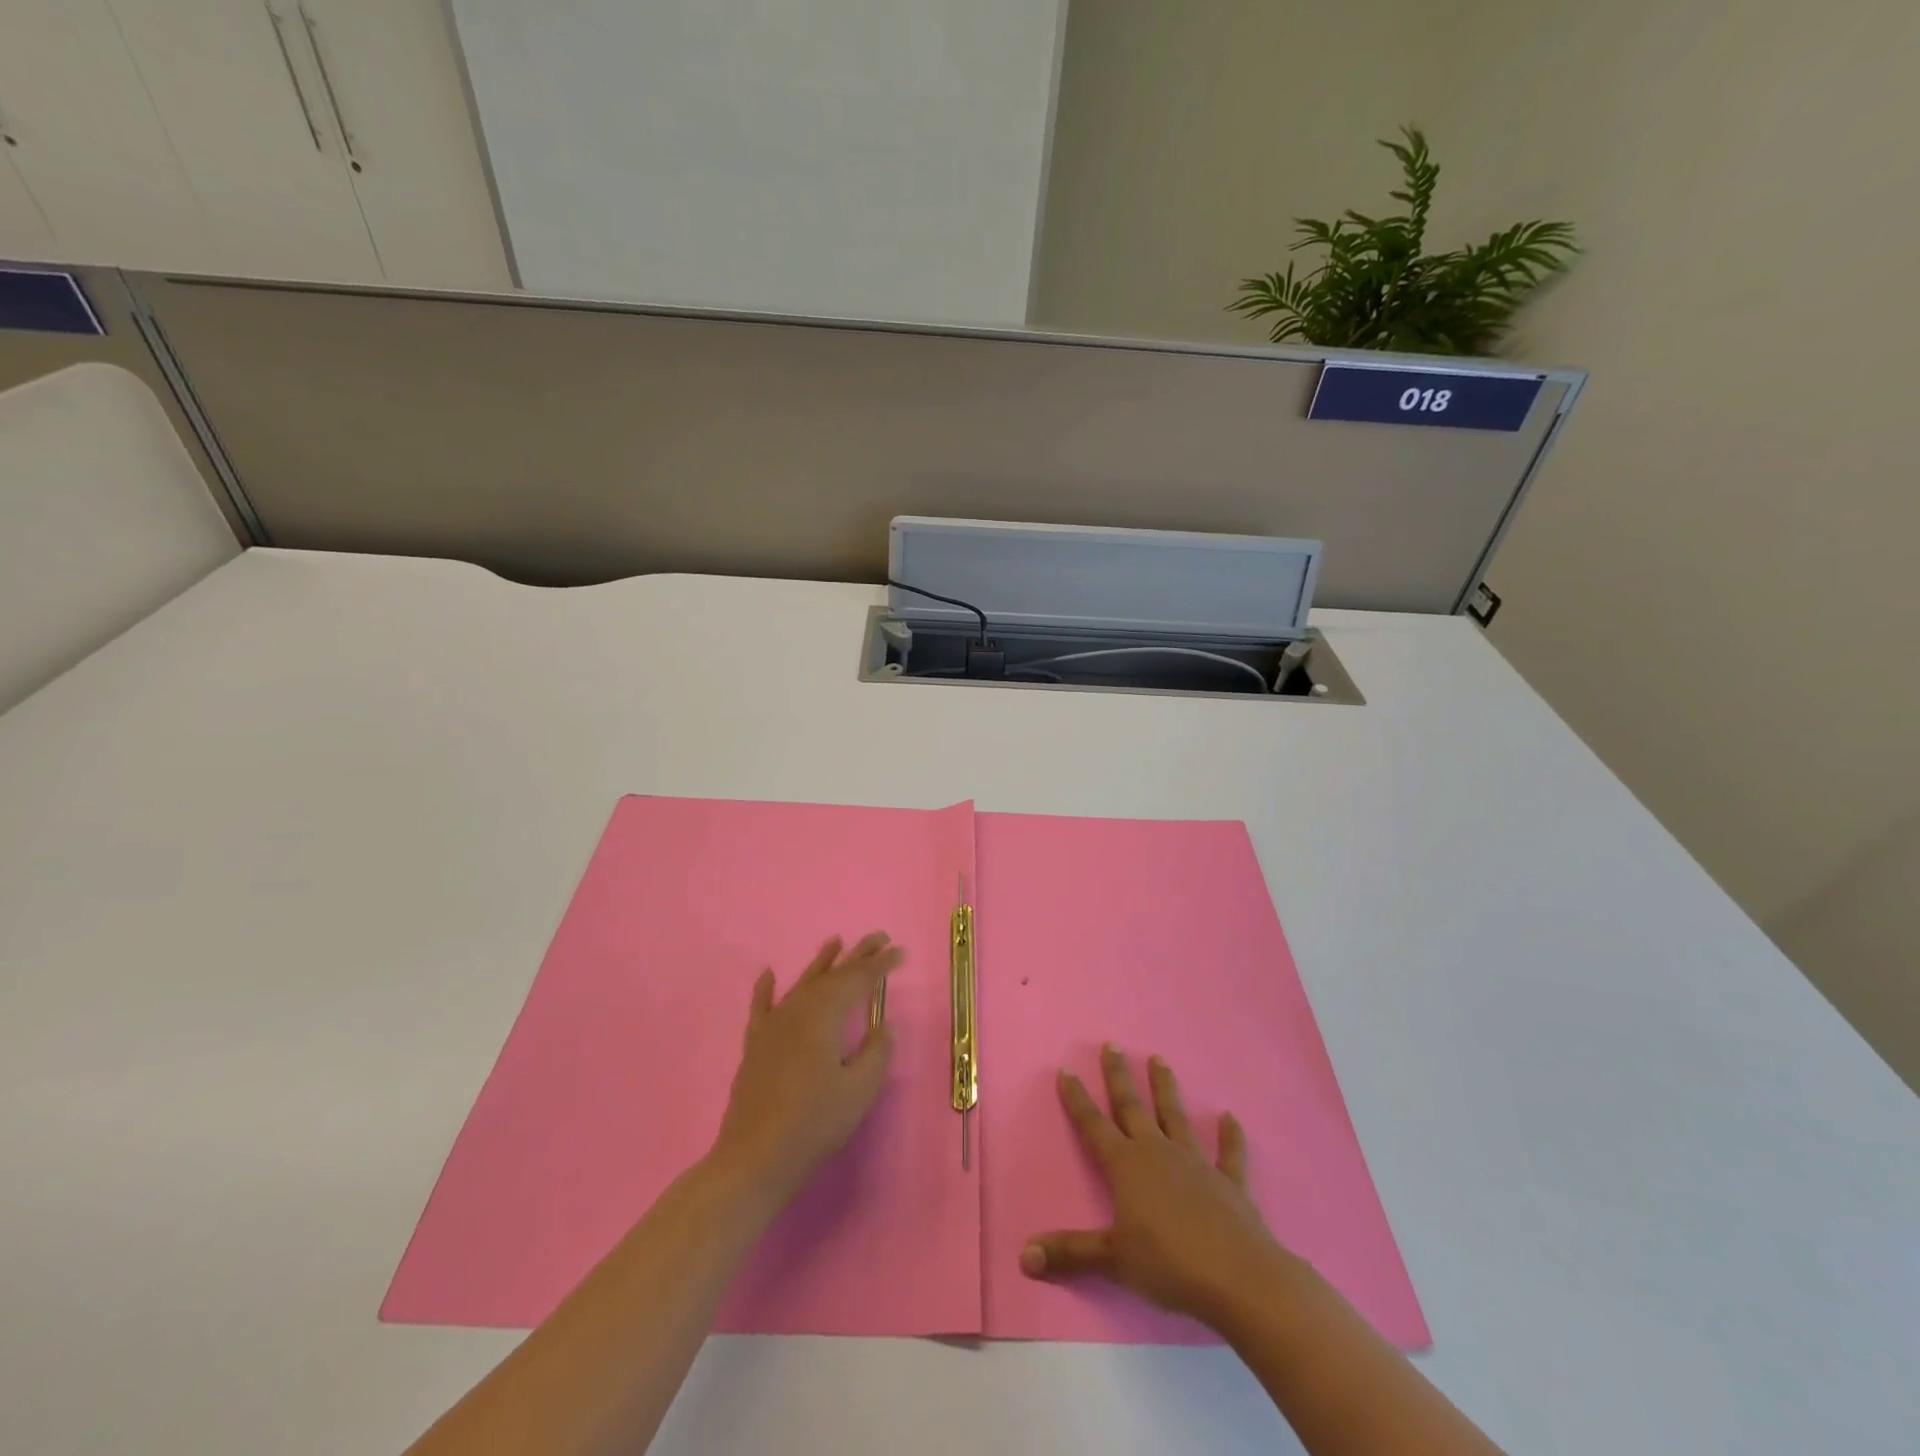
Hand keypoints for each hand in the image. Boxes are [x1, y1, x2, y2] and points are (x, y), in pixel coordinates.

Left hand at [708, 932, 902, 1211]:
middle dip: (856, 956)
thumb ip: (876, 1053)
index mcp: (825, 1016)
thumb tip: (883, 1026)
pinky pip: (762, 1008)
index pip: (858, 981)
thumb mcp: (859, 1090)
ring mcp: (772, 1027)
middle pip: (831, 976)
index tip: (898, 951)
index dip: (879, 965)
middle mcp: (797, 1011)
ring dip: (821, 964)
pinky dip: (765, 989)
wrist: (754, 1159)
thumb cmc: (814, 1124)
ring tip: (835, 942)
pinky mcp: (755, 1046)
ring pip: (801, 984)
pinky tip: (768, 974)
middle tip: (878, 938)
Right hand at [1021, 1043, 1288, 1327]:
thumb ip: (1071, 1254)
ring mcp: (1196, 1164)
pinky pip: (1228, 1154)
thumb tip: (1024, 1255)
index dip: (1078, 1099)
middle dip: (1119, 1076)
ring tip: (1159, 1059)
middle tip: (1112, 1045)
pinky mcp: (1229, 1182)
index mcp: (1127, 1166)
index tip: (1067, 1070)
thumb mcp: (1113, 1261)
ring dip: (1166, 1088)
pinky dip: (1230, 1136)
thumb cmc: (1169, 1264)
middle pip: (1133, 1108)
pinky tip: (1230, 1118)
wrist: (1239, 1278)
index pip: (1094, 1125)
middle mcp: (1158, 1153)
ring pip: (1176, 1117)